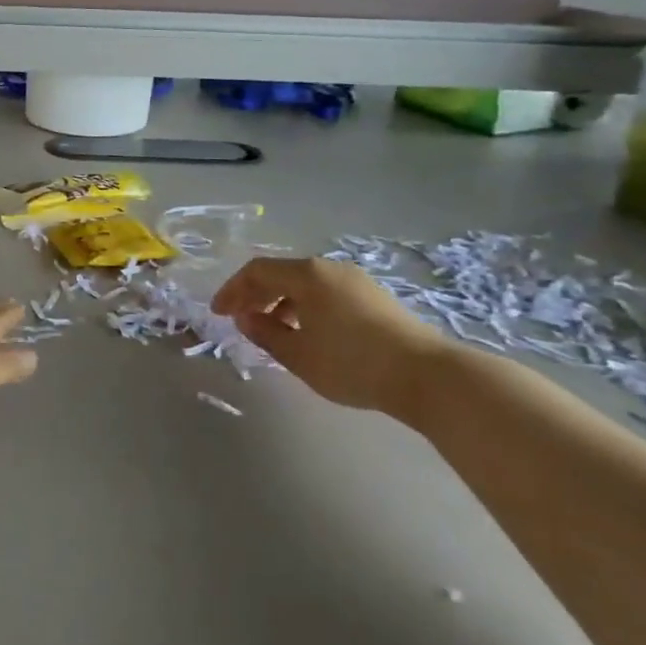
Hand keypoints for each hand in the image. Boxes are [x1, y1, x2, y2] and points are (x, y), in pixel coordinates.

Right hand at [211, 258, 445, 414]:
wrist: (427, 376)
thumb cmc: (353, 363)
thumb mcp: (299, 355)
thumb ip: (265, 334)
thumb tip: (245, 318)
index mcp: (307, 275)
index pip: (257, 271)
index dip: (232, 290)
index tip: (218, 314)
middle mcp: (329, 269)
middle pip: (281, 273)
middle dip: (254, 295)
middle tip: (239, 319)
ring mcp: (355, 281)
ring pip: (305, 284)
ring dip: (280, 302)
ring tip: (271, 329)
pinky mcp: (373, 297)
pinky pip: (325, 293)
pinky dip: (305, 306)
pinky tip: (307, 332)